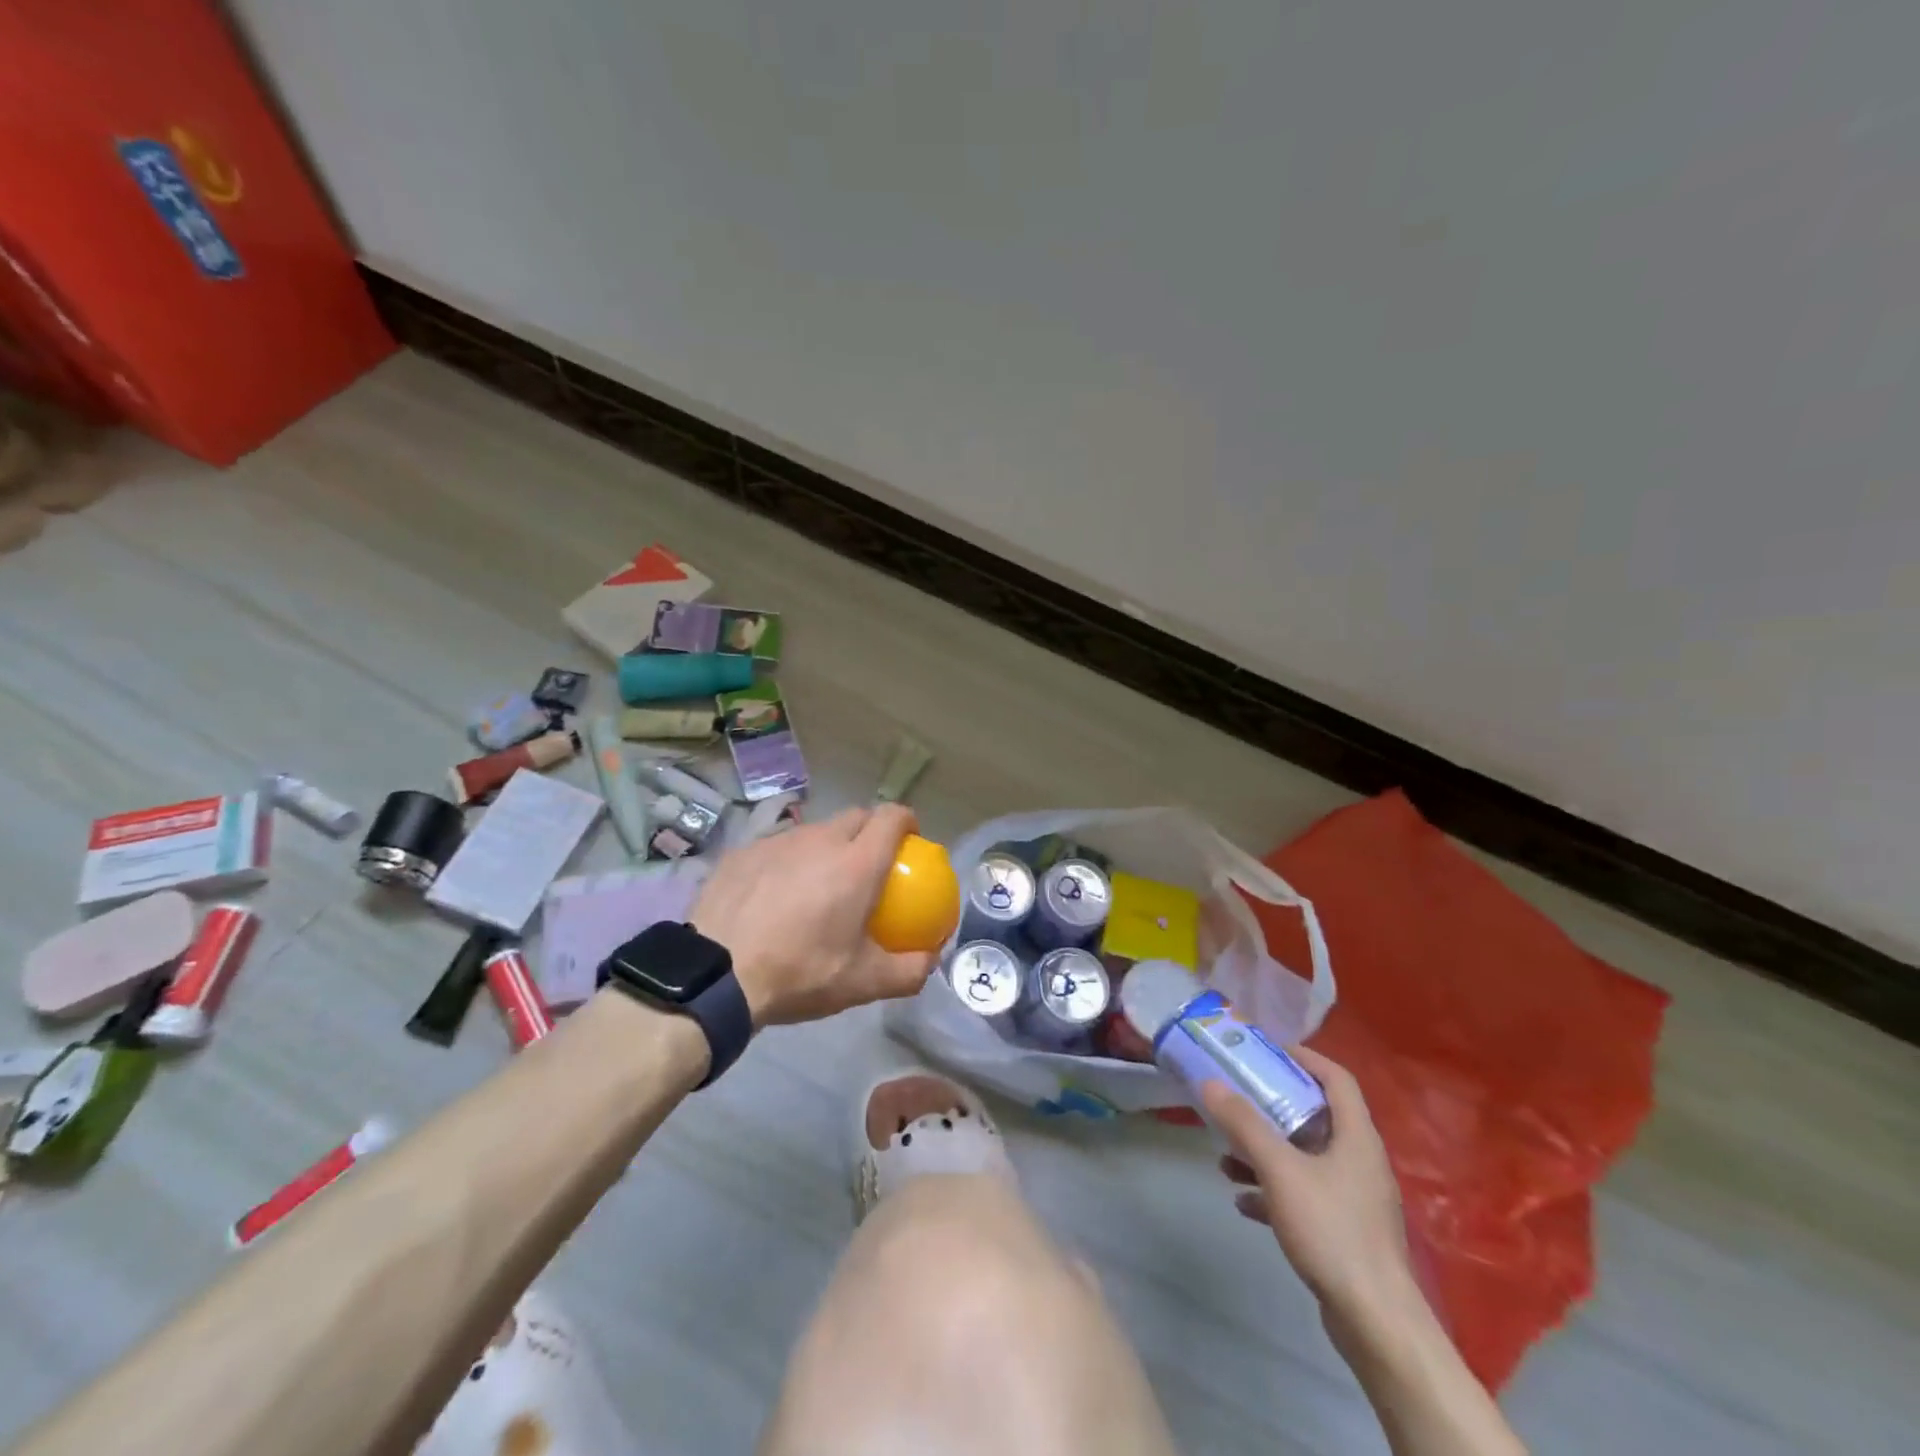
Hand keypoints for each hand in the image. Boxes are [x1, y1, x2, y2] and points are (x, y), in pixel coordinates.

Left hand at [690, 805, 937, 1026]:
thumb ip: (908, 970)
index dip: (906, 821)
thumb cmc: (799, 973)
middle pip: (856, 817)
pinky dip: (788, 861)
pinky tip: (774, 895)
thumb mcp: (862, 983)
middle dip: (870, 831)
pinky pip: (778, 846)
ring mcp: (778, 841)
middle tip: (867, 866)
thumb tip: (932, 958)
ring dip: (827, 847)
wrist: (716, 975)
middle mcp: (821, 839)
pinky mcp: (744, 851)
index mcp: (857, 862)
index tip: (909, 841)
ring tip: (819, 882)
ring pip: (815, 831)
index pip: (892, 817)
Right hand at [1203, 1048, 1418, 1332]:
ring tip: (1226, 1157)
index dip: (1305, 1057)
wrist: (1374, 1321)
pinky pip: (1304, 1195)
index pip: (1337, 1078)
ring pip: (1305, 1159)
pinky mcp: (1344, 1231)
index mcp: (1356, 1137)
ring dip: (1266, 1153)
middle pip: (1316, 1117)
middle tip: (1238, 1098)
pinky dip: (1273, 1190)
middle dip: (1272, 1108)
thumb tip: (1211, 1083)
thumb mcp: (1280, 1169)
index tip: (1267, 1051)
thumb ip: (1245, 1124)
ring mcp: (1354, 1199)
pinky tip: (1243, 1201)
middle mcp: (1359, 1161)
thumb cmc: (1332, 1230)